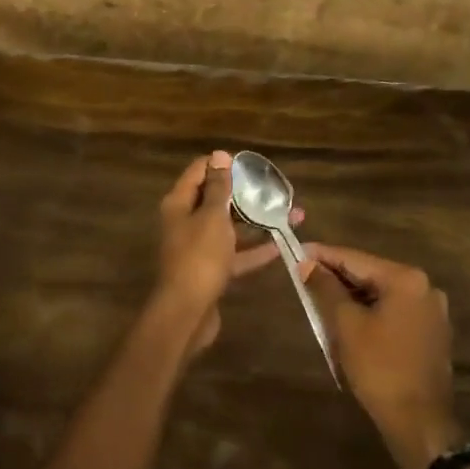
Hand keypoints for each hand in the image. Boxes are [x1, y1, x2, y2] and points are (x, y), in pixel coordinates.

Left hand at [153, 151, 297, 353]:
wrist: (187, 313)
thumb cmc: (199, 257)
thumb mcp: (212, 216)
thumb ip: (218, 187)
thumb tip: (219, 155)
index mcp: (180, 204)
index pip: (198, 171)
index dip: (222, 164)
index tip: (250, 164)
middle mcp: (186, 222)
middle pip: (216, 200)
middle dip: (245, 193)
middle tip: (274, 188)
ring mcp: (199, 248)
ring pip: (230, 228)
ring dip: (256, 221)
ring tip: (289, 214)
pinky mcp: (212, 271)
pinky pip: (236, 254)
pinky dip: (255, 249)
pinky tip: (281, 245)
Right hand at [304, 244, 460, 468]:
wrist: (419, 423)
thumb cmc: (380, 369)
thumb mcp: (346, 325)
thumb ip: (326, 288)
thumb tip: (307, 263)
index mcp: (406, 279)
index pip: (355, 258)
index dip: (323, 255)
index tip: (297, 251)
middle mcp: (424, 287)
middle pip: (370, 274)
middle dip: (337, 277)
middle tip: (305, 276)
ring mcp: (431, 311)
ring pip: (381, 294)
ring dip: (352, 296)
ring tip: (321, 299)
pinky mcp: (431, 333)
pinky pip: (394, 311)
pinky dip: (370, 312)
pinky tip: (349, 321)